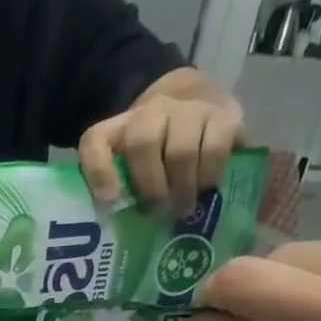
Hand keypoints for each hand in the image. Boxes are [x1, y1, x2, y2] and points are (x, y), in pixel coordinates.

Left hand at [80, 78, 243, 216]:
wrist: (198, 103)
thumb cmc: (158, 151)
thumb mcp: (132, 167)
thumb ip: (119, 187)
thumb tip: (116, 216)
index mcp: (119, 128)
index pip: (96, 141)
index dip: (98, 171)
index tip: (109, 201)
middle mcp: (152, 110)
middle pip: (143, 143)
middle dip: (151, 188)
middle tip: (159, 214)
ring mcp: (188, 108)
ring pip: (180, 151)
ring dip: (181, 188)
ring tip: (183, 208)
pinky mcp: (224, 114)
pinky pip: (214, 149)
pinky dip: (208, 175)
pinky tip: (205, 187)